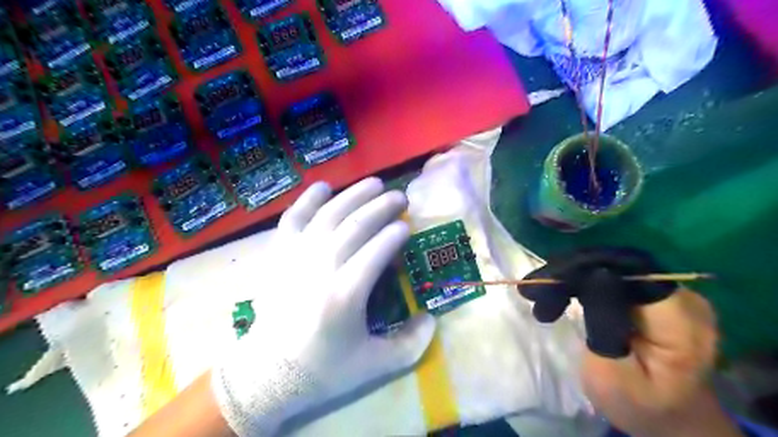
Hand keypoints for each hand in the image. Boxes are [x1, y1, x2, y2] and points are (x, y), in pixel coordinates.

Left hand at [212, 177, 434, 436]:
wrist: (267, 372)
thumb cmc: (323, 368)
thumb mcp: (374, 366)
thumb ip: (411, 345)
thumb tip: (432, 318)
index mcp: (346, 295)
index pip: (377, 251)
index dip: (395, 234)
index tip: (407, 226)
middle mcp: (321, 268)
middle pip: (356, 225)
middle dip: (381, 206)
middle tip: (400, 196)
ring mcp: (296, 257)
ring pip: (329, 215)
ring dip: (354, 195)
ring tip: (374, 183)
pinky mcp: (278, 254)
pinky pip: (293, 218)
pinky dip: (308, 199)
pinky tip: (324, 186)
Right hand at [519, 249, 735, 436]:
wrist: (669, 417)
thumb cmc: (637, 404)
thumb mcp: (613, 374)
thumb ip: (605, 323)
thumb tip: (595, 273)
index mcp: (680, 321)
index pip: (626, 272)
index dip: (583, 269)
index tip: (545, 282)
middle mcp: (683, 297)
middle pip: (617, 265)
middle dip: (570, 273)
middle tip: (533, 292)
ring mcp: (671, 292)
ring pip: (611, 267)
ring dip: (572, 277)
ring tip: (541, 296)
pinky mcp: (655, 295)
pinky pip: (613, 275)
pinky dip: (583, 282)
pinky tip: (561, 294)